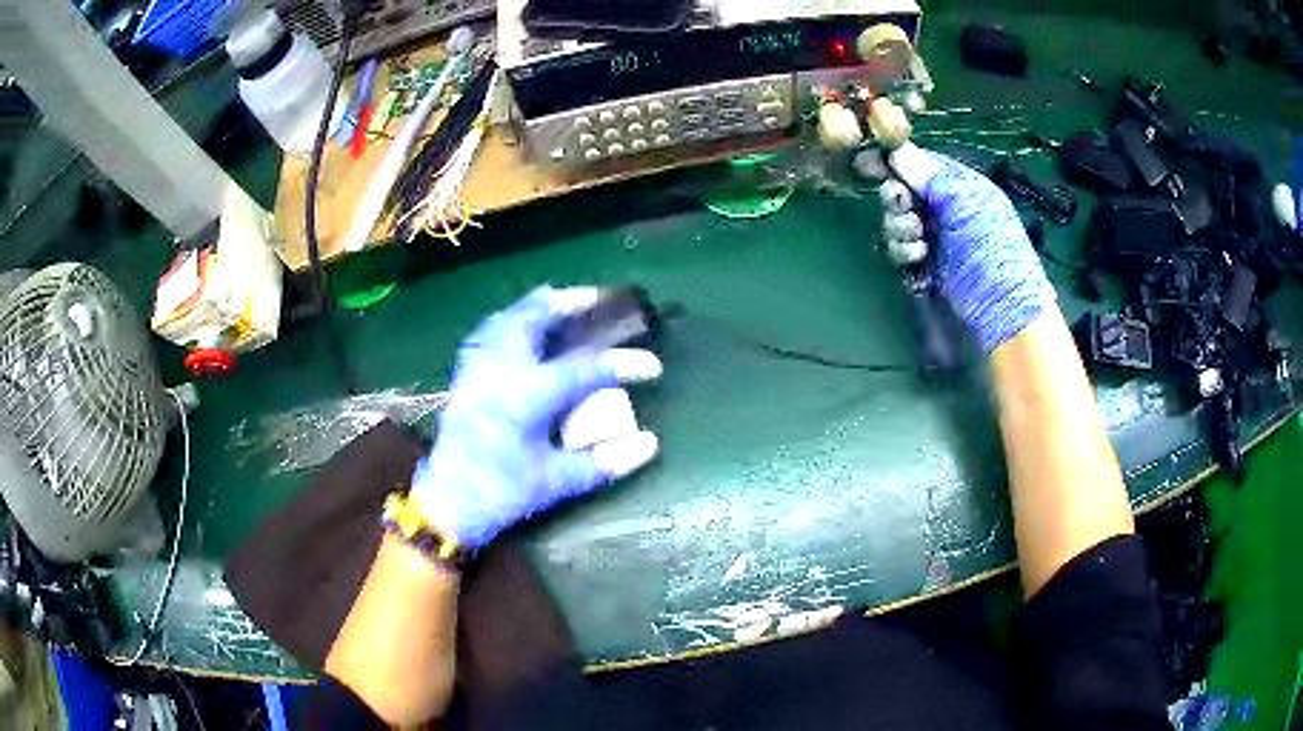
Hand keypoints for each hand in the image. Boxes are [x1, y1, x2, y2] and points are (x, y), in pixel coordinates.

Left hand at [412, 286, 662, 549]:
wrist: (447, 503)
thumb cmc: (502, 493)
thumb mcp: (556, 482)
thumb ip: (604, 462)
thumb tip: (650, 444)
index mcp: (527, 397)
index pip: (585, 369)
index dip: (623, 364)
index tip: (653, 365)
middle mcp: (501, 371)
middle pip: (535, 318)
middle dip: (570, 303)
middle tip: (600, 298)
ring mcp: (478, 369)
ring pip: (507, 319)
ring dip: (537, 306)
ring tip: (562, 302)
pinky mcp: (465, 376)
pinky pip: (488, 332)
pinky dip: (509, 321)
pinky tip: (518, 327)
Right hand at [888, 144, 1055, 351]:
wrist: (1003, 312)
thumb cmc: (993, 251)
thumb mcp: (966, 206)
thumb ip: (930, 178)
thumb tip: (896, 151)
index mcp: (961, 187)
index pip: (922, 163)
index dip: (896, 162)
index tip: (868, 162)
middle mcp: (946, 208)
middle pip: (903, 191)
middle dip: (897, 200)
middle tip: (902, 207)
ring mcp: (936, 238)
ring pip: (897, 222)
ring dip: (900, 229)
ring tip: (918, 243)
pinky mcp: (926, 266)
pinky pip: (901, 250)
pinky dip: (903, 252)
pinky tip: (918, 259)